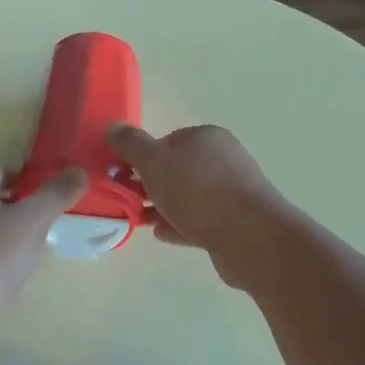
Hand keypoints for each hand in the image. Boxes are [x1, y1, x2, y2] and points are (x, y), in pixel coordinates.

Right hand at [104, 123, 287, 286]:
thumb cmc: (198, 192)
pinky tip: (161, 234)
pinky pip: (199, 221)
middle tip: (127, 200)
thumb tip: (114, 127)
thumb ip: (131, 144)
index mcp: (207, 138)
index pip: (167, 141)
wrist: (250, 237)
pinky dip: (179, 225)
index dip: (142, 157)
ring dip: (163, 207)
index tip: (123, 176)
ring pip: (188, 197)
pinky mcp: (235, 222)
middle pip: (177, 170)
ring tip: (140, 220)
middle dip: (150, 185)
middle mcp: (223, 159)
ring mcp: (232, 192)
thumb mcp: (154, 162)